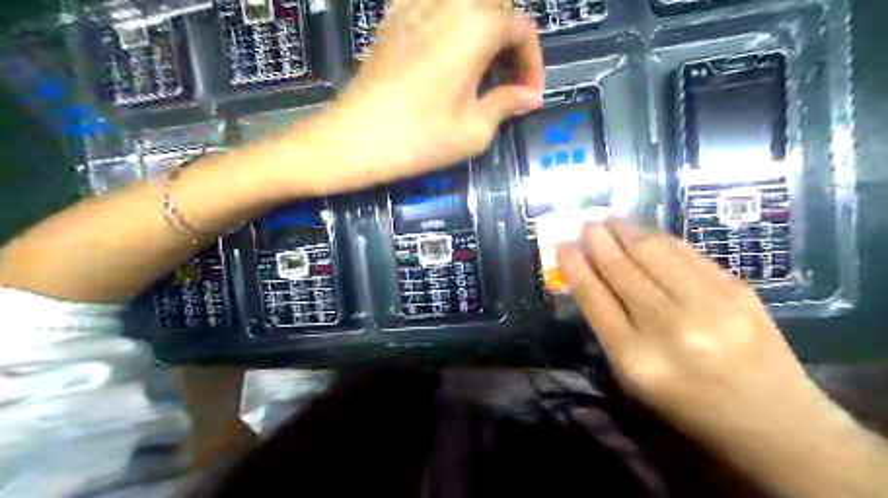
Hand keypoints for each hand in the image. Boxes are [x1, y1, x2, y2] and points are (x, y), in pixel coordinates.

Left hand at [285, 0, 548, 193]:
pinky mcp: (391, 19)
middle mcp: (448, 4)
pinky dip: (449, 23)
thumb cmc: (419, 138)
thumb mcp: (474, 130)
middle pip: (495, 7)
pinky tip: (445, 53)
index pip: (522, 29)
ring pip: (464, 3)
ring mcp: (414, 6)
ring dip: (481, 30)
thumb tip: (529, 98)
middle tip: (507, 80)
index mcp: (476, 27)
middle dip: (510, 41)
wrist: (354, 139)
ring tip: (479, 67)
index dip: (533, 63)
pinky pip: (431, 6)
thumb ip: (506, 105)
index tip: (528, 96)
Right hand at [554, 219, 844, 446]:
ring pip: (654, 252)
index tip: (562, 246)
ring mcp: (710, 304)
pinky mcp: (739, 289)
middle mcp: (670, 327)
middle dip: (598, 241)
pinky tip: (644, 234)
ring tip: (609, 221)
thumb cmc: (688, 406)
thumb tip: (589, 278)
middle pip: (622, 269)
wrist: (775, 422)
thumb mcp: (633, 378)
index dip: (575, 267)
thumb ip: (608, 327)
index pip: (595, 298)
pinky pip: (686, 253)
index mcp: (636, 358)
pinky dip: (659, 239)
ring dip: (626, 231)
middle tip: (585, 225)